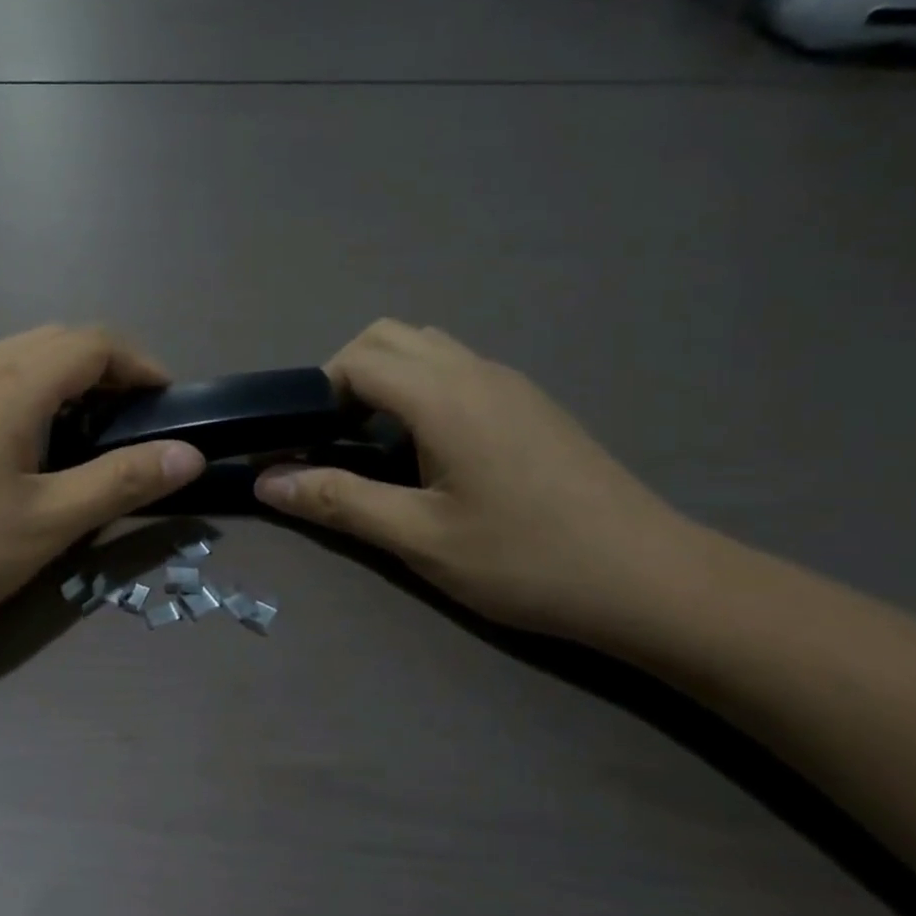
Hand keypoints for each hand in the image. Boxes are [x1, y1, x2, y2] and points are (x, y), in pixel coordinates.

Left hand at [0, 326, 203, 646]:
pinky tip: (28, 447)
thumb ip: (121, 482)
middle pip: (57, 340)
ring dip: (66, 381)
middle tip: (135, 424)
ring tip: (89, 437)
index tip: (169, 404)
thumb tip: (189, 454)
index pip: (93, 342)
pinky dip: (30, 394)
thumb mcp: (47, 524)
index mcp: (8, 382)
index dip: (141, 364)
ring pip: (20, 357)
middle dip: (107, 370)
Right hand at [255, 320, 695, 640]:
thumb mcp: (419, 538)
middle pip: (389, 336)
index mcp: (445, 396)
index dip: (317, 392)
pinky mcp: (531, 404)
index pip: (358, 359)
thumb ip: (338, 502)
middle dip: (346, 374)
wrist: (650, 579)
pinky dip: (422, 389)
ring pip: (427, 348)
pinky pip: (459, 370)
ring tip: (377, 444)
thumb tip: (266, 482)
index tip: (305, 442)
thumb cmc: (525, 560)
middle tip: (335, 437)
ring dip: (387, 379)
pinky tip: (432, 453)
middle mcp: (476, 372)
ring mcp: (511, 384)